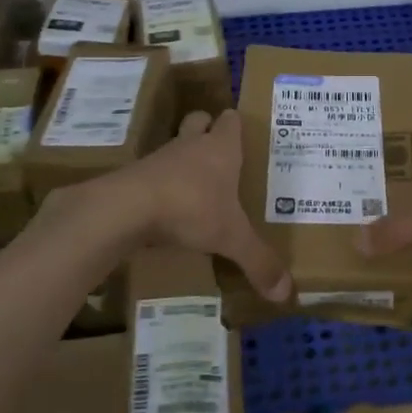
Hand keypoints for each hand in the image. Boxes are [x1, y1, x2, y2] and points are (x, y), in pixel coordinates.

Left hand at [104, 110, 291, 300]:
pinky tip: (167, 209)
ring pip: (174, 148)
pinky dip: (161, 186)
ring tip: (196, 186)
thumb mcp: (231, 238)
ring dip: (183, 161)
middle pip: (198, 121)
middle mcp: (190, 146)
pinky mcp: (134, 177)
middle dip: (207, 131)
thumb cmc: (190, 208)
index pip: (230, 120)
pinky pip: (153, 175)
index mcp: (220, 149)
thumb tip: (285, 292)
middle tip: (219, 154)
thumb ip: (258, 262)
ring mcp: (159, 159)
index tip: (244, 133)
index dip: (236, 124)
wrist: (126, 208)